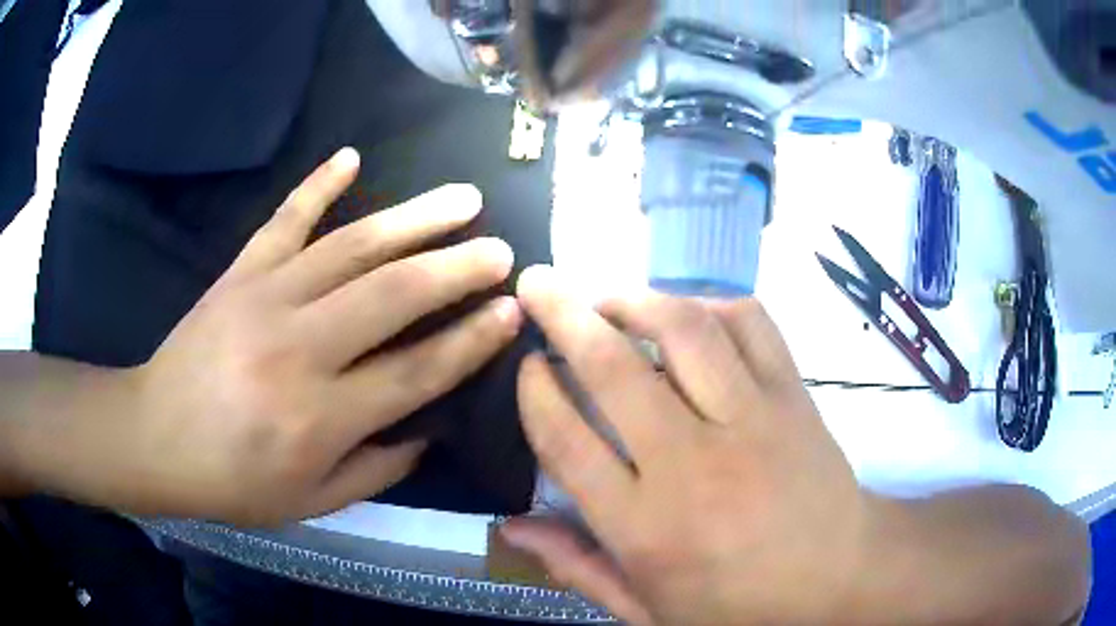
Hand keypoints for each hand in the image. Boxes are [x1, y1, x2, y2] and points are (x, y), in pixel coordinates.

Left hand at [74, 149, 520, 524]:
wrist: (154, 438)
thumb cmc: (232, 482)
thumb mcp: (311, 502)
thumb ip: (376, 470)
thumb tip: (427, 430)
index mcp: (320, 417)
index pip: (415, 372)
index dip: (470, 341)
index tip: (511, 311)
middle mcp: (300, 348)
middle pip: (393, 296)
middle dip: (458, 267)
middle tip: (502, 249)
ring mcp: (266, 298)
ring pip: (352, 247)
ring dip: (414, 218)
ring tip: (462, 199)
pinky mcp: (239, 273)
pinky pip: (285, 219)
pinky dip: (318, 184)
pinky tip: (351, 156)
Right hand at [503, 266, 867, 624]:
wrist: (840, 579)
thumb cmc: (739, 606)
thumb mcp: (649, 610)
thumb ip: (578, 568)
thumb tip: (512, 528)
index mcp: (646, 527)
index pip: (567, 440)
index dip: (535, 391)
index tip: (525, 364)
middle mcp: (693, 463)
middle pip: (613, 368)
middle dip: (563, 315)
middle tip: (538, 284)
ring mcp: (751, 420)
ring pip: (684, 330)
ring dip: (635, 300)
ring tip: (607, 298)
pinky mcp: (793, 396)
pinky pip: (751, 325)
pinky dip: (711, 305)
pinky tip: (689, 315)